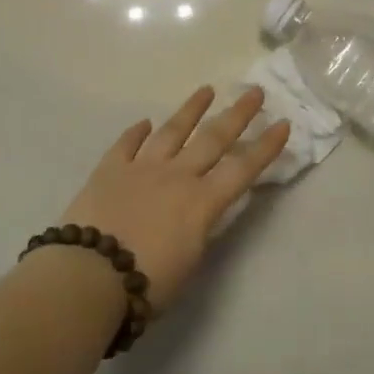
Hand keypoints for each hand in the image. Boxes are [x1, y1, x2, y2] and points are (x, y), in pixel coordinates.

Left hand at [61, 86, 289, 308]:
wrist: (91, 275)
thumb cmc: (148, 283)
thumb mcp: (190, 261)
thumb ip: (200, 229)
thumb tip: (202, 212)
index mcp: (202, 202)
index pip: (243, 169)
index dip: (265, 147)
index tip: (283, 124)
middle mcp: (176, 176)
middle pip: (213, 138)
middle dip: (237, 114)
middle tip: (254, 92)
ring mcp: (141, 168)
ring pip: (172, 131)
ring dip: (191, 109)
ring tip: (206, 90)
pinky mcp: (109, 169)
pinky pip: (126, 144)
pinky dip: (137, 132)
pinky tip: (145, 122)